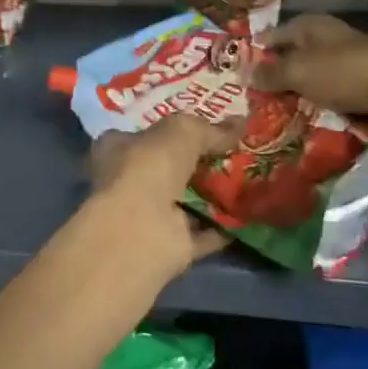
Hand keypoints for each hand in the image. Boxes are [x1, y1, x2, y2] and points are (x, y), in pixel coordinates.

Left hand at [85, 114, 241, 275]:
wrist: (140, 229)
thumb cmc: (149, 166)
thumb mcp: (182, 131)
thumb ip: (210, 129)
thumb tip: (240, 122)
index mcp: (117, 148)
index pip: (144, 134)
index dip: (172, 130)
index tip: (206, 127)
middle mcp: (128, 182)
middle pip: (168, 168)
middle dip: (198, 163)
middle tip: (236, 152)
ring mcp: (148, 216)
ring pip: (186, 201)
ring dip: (213, 195)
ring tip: (250, 180)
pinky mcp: (170, 246)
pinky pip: (203, 233)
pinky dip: (223, 227)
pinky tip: (250, 215)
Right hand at [254, 15, 367, 148]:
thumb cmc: (345, 72)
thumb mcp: (299, 72)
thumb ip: (271, 73)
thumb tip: (244, 72)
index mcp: (314, 26)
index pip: (278, 33)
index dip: (261, 48)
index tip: (243, 68)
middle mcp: (333, 38)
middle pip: (299, 54)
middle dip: (281, 72)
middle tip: (259, 94)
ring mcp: (354, 62)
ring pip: (319, 75)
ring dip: (304, 89)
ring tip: (283, 109)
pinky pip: (338, 93)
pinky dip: (326, 102)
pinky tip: (315, 116)